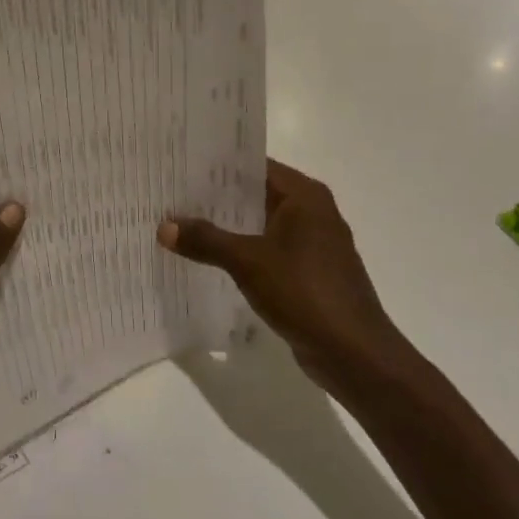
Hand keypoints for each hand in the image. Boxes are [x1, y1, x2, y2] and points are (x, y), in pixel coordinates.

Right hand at [158, 160, 395, 387]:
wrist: (354, 353)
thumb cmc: (304, 292)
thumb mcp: (247, 262)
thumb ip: (206, 240)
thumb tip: (164, 226)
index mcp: (304, 195)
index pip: (255, 165)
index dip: (218, 165)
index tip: (181, 165)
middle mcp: (312, 211)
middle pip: (257, 193)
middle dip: (217, 196)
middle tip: (173, 194)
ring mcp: (313, 243)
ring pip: (262, 223)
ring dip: (228, 226)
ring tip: (183, 223)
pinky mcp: (310, 272)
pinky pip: (269, 249)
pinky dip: (243, 249)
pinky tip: (211, 258)